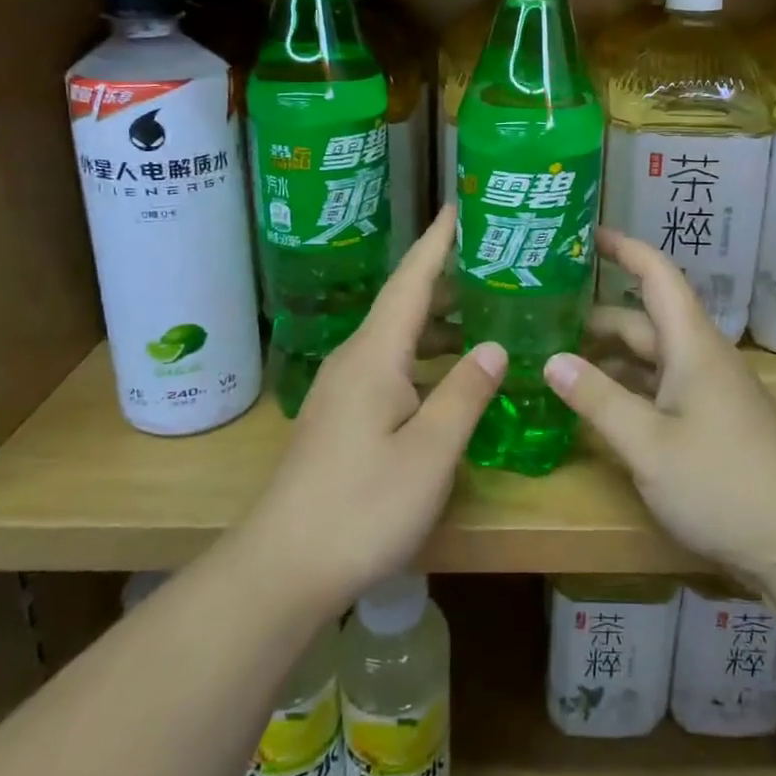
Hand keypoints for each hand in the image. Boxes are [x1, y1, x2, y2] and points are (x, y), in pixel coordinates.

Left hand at [242, 207, 504, 607]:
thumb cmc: (361, 507)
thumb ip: (465, 393)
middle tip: (494, 258)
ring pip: (399, 338)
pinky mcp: (343, 418)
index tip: (461, 206)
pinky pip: (393, 366)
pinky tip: (451, 374)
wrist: (281, 569)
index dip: (438, 242)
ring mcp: (345, 390)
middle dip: (447, 277)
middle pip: (405, 303)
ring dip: (440, 321)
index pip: (411, 281)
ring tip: (485, 310)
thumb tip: (494, 346)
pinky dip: (427, 356)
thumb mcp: (429, 453)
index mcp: (375, 355)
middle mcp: (356, 360)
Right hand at [544, 228, 775, 582]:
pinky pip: (661, 388)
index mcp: (692, 344)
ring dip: (608, 357)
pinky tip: (596, 405)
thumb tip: (552, 359)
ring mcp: (709, 391)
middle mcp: (701, 357)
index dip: (624, 249)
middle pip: (645, 320)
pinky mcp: (712, 423)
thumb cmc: (723, 483)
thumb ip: (598, 399)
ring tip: (556, 360)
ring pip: (651, 358)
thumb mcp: (648, 444)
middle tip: (543, 318)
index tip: (585, 234)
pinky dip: (627, 388)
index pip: (657, 275)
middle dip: (597, 316)